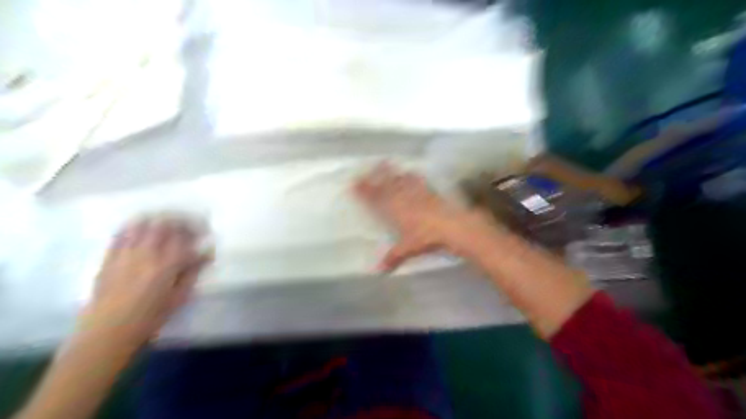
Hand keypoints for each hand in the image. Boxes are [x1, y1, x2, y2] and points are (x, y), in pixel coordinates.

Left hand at [84, 214, 212, 344]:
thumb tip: (206, 255)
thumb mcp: (179, 297)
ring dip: (159, 218)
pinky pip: (122, 233)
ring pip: (144, 224)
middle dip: (182, 219)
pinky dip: (135, 225)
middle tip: (191, 223)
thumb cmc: (150, 317)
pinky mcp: (110, 256)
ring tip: (168, 221)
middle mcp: (147, 254)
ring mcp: (126, 253)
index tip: (207, 233)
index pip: (187, 239)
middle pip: (166, 224)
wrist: (107, 331)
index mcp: (167, 265)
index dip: (200, 232)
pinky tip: (142, 226)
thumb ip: (193, 273)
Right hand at [354, 160, 487, 270]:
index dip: (364, 191)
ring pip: (400, 179)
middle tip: (368, 166)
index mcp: (393, 210)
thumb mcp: (408, 248)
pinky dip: (413, 176)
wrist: (452, 226)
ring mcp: (416, 192)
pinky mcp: (430, 191)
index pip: (375, 198)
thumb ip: (393, 257)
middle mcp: (402, 198)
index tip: (355, 184)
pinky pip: (418, 181)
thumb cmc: (426, 237)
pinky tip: (412, 172)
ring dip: (392, 171)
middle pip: (386, 184)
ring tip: (385, 162)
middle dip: (375, 175)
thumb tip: (379, 271)